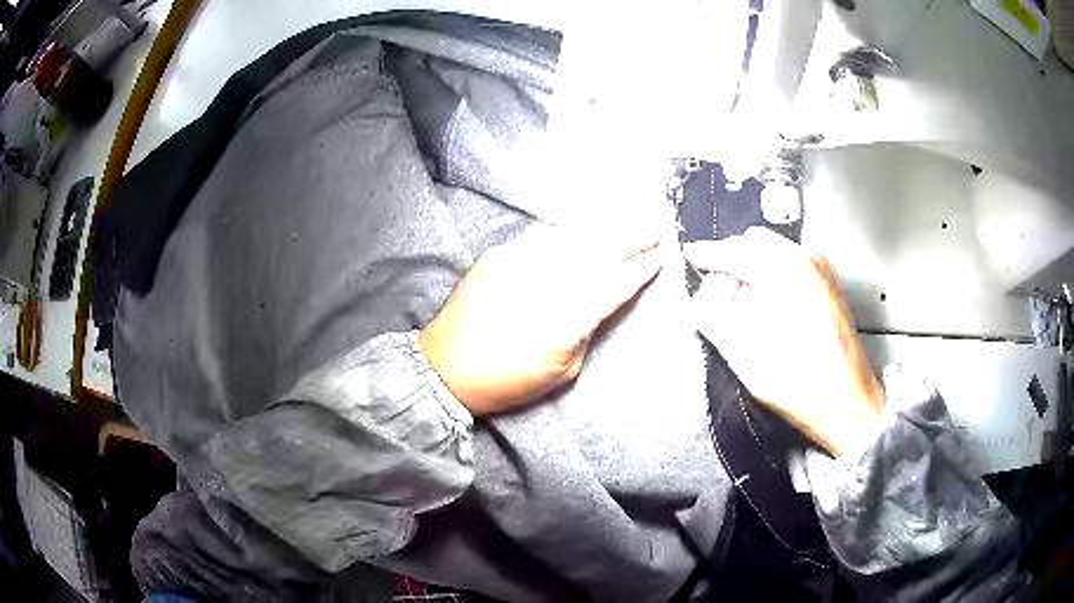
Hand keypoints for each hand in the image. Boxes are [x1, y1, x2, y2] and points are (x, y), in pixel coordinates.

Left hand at [420, 226, 662, 416]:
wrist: (445, 369)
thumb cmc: (508, 381)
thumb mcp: (563, 371)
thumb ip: (586, 329)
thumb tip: (601, 299)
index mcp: (567, 319)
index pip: (615, 285)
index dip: (640, 269)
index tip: (660, 255)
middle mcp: (546, 282)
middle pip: (599, 250)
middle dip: (632, 235)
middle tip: (655, 223)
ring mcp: (519, 263)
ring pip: (572, 236)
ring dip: (603, 226)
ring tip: (626, 218)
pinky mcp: (498, 255)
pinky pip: (541, 237)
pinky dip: (567, 233)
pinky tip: (581, 230)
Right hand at [686, 227, 884, 455]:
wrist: (847, 404)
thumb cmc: (801, 384)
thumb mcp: (741, 352)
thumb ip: (711, 314)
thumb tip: (700, 296)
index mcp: (785, 270)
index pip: (734, 250)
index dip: (707, 253)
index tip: (691, 255)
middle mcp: (807, 261)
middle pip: (755, 244)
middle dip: (731, 261)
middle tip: (716, 292)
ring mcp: (821, 272)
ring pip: (774, 254)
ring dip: (752, 271)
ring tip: (743, 308)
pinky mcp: (828, 288)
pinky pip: (790, 268)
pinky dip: (772, 279)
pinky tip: (768, 311)